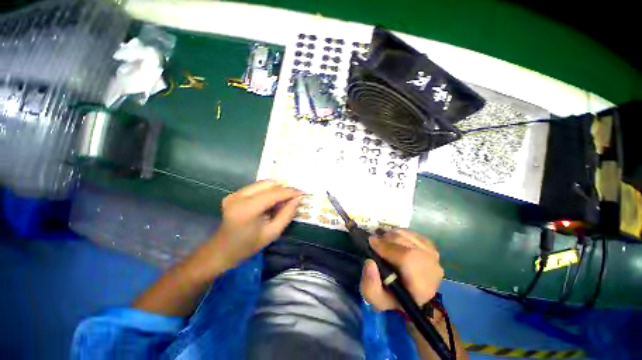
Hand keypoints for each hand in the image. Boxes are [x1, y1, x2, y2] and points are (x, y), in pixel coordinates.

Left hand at [210, 180, 303, 270]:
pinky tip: (270, 203)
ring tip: (281, 202)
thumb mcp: (273, 233)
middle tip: (293, 199)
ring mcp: (234, 193)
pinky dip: (267, 192)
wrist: (222, 250)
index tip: (302, 193)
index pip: (274, 193)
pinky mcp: (234, 193)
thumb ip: (287, 214)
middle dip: (283, 190)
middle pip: (269, 184)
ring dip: (276, 190)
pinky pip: (257, 187)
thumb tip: (298, 199)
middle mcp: (239, 196)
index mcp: (247, 209)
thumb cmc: (248, 246)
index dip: (290, 192)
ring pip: (263, 183)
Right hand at [360, 229, 443, 310]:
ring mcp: (433, 255)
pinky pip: (409, 232)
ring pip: (406, 235)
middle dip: (386, 240)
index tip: (371, 243)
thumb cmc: (392, 296)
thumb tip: (369, 262)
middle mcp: (433, 269)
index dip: (386, 247)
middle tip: (374, 244)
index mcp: (422, 287)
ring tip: (382, 244)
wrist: (409, 293)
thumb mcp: (377, 299)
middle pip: (406, 242)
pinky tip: (393, 242)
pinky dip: (397, 234)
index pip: (407, 258)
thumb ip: (370, 285)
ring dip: (390, 236)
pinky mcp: (429, 246)